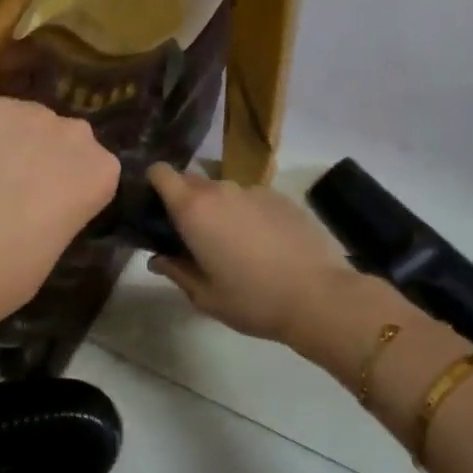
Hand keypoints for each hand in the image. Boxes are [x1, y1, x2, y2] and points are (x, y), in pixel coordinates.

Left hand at [0, 98, 118, 350]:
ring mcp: (37, 114)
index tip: (49, 205)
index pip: (94, 170)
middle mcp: (79, 135)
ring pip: (29, 122)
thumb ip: (59, 214)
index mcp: (104, 173)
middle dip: (46, 157)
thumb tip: (38, 209)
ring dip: (15, 142)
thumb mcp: (57, 246)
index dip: (68, 185)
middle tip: (17, 188)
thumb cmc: (16, 269)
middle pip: (65, 139)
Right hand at [145, 164, 353, 342]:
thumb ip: (176, 271)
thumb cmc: (253, 299)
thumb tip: (158, 259)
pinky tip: (264, 244)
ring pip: (224, 191)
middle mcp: (221, 190)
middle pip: (191, 181)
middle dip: (186, 202)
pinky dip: (248, 214)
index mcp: (194, 209)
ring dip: (219, 209)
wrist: (318, 295)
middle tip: (193, 237)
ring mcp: (254, 190)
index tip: (156, 210)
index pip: (161, 172)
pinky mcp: (282, 197)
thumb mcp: (205, 296)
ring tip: (234, 245)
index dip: (154, 185)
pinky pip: (252, 199)